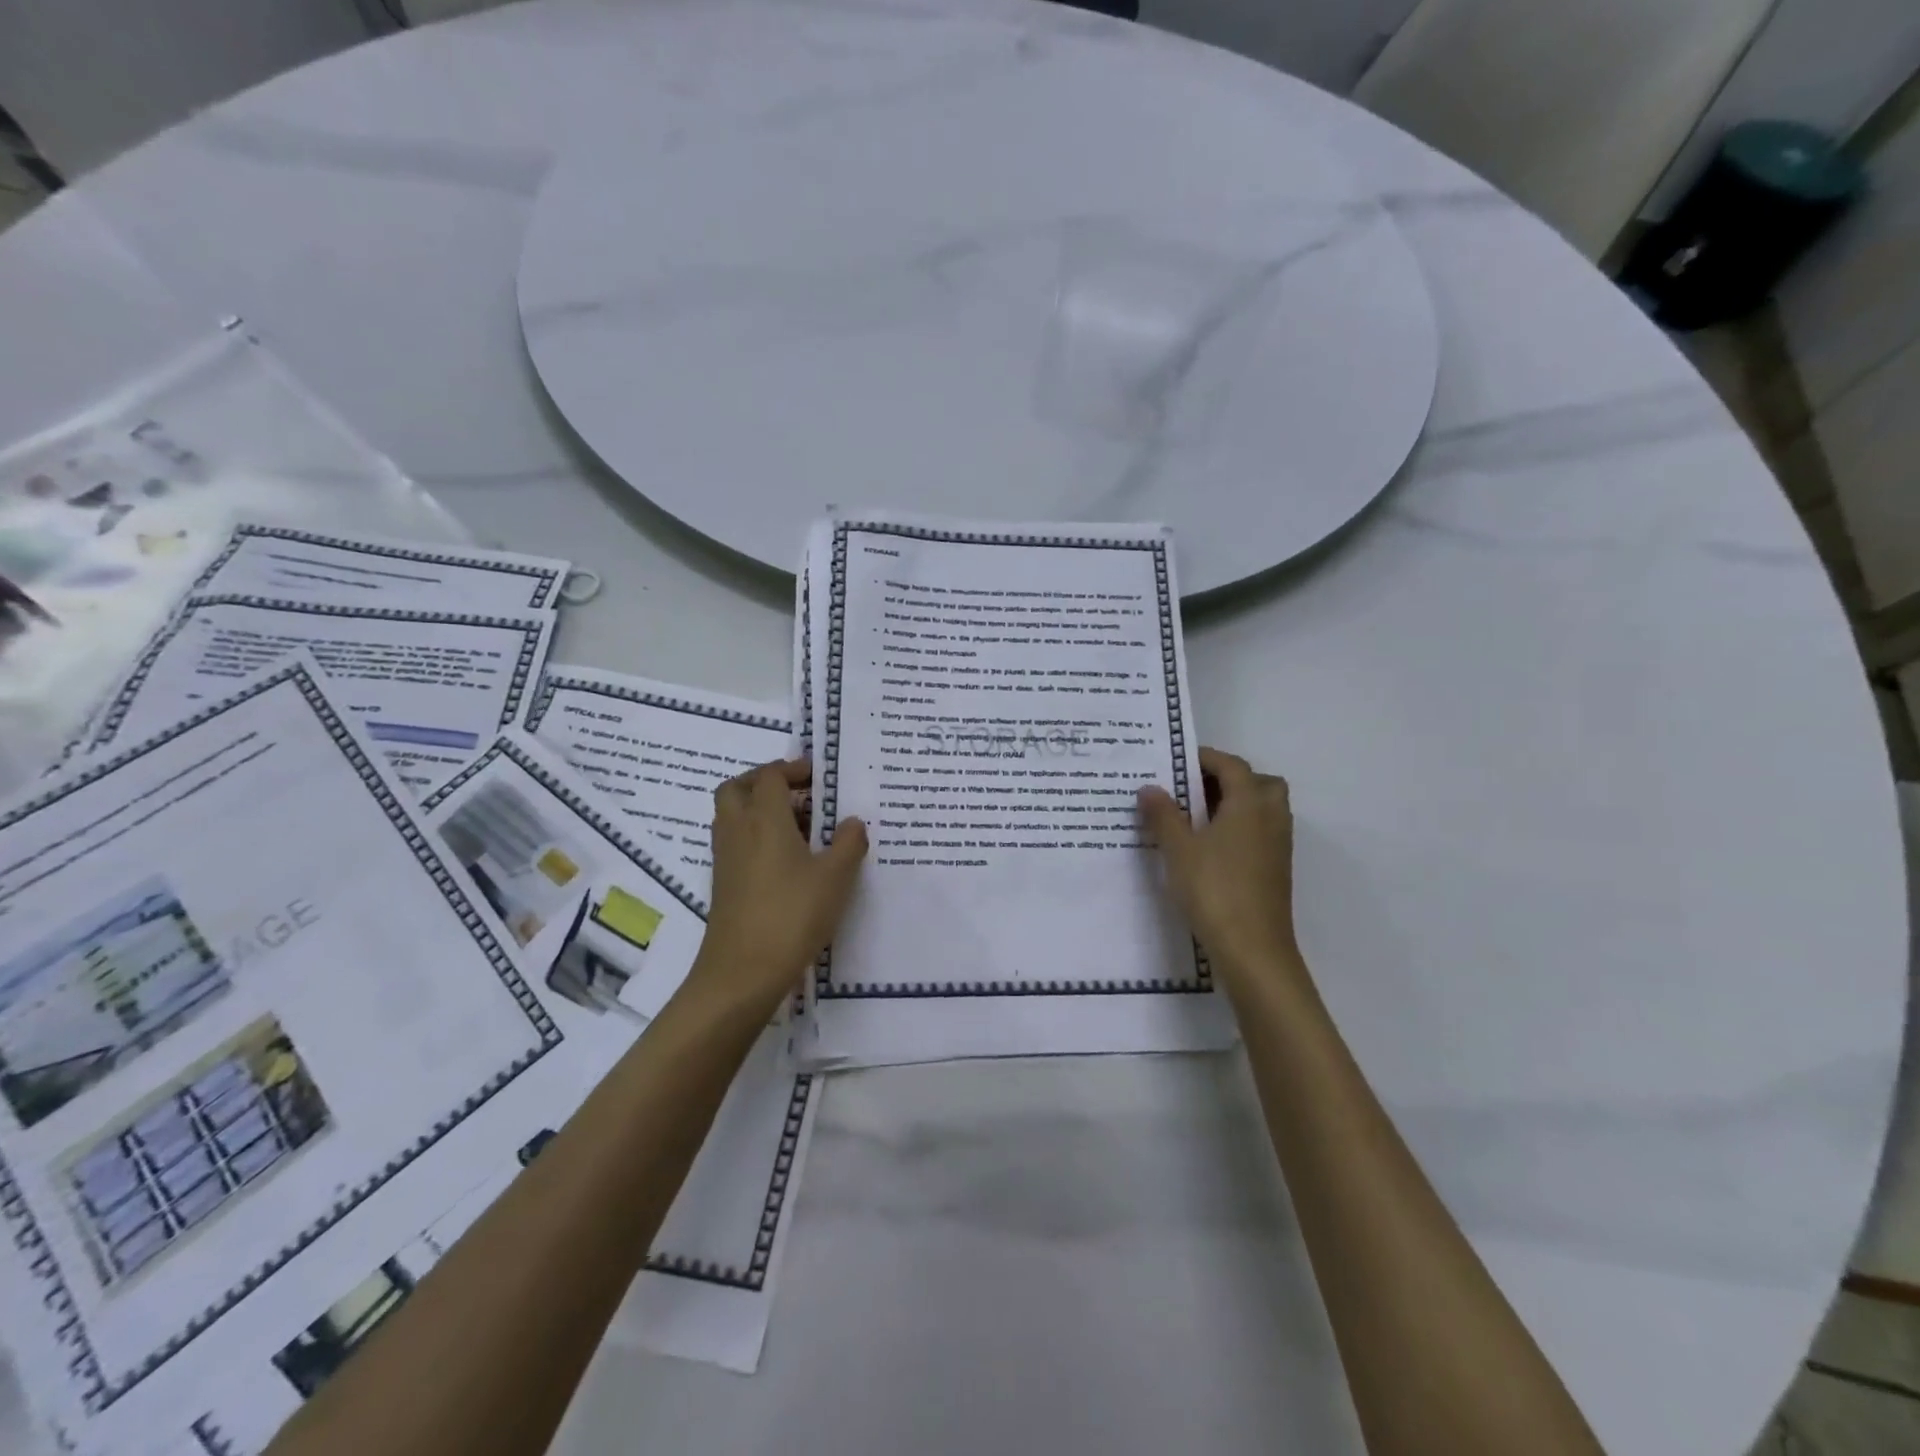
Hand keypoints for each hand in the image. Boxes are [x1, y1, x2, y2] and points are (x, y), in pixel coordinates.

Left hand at [685, 759, 867, 1018]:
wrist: (742, 972)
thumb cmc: (792, 915)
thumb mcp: (835, 877)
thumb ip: (848, 843)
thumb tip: (852, 822)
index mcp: (763, 818)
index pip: (770, 775)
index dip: (793, 769)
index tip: (820, 777)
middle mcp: (738, 830)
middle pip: (739, 788)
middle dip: (766, 782)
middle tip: (800, 794)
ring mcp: (725, 858)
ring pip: (734, 816)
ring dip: (760, 810)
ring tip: (801, 828)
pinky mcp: (723, 883)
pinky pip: (736, 842)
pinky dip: (756, 837)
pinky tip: (788, 861)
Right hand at [1138, 747, 1305, 999]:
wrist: (1253, 950)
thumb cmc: (1214, 890)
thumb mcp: (1178, 850)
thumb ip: (1163, 815)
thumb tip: (1149, 787)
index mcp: (1250, 804)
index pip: (1232, 765)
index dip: (1206, 758)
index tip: (1176, 761)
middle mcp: (1270, 818)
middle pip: (1258, 782)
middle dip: (1229, 779)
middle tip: (1193, 789)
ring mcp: (1277, 846)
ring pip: (1263, 809)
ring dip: (1235, 805)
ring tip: (1196, 818)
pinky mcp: (1275, 870)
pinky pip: (1260, 833)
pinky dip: (1239, 828)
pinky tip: (1209, 848)